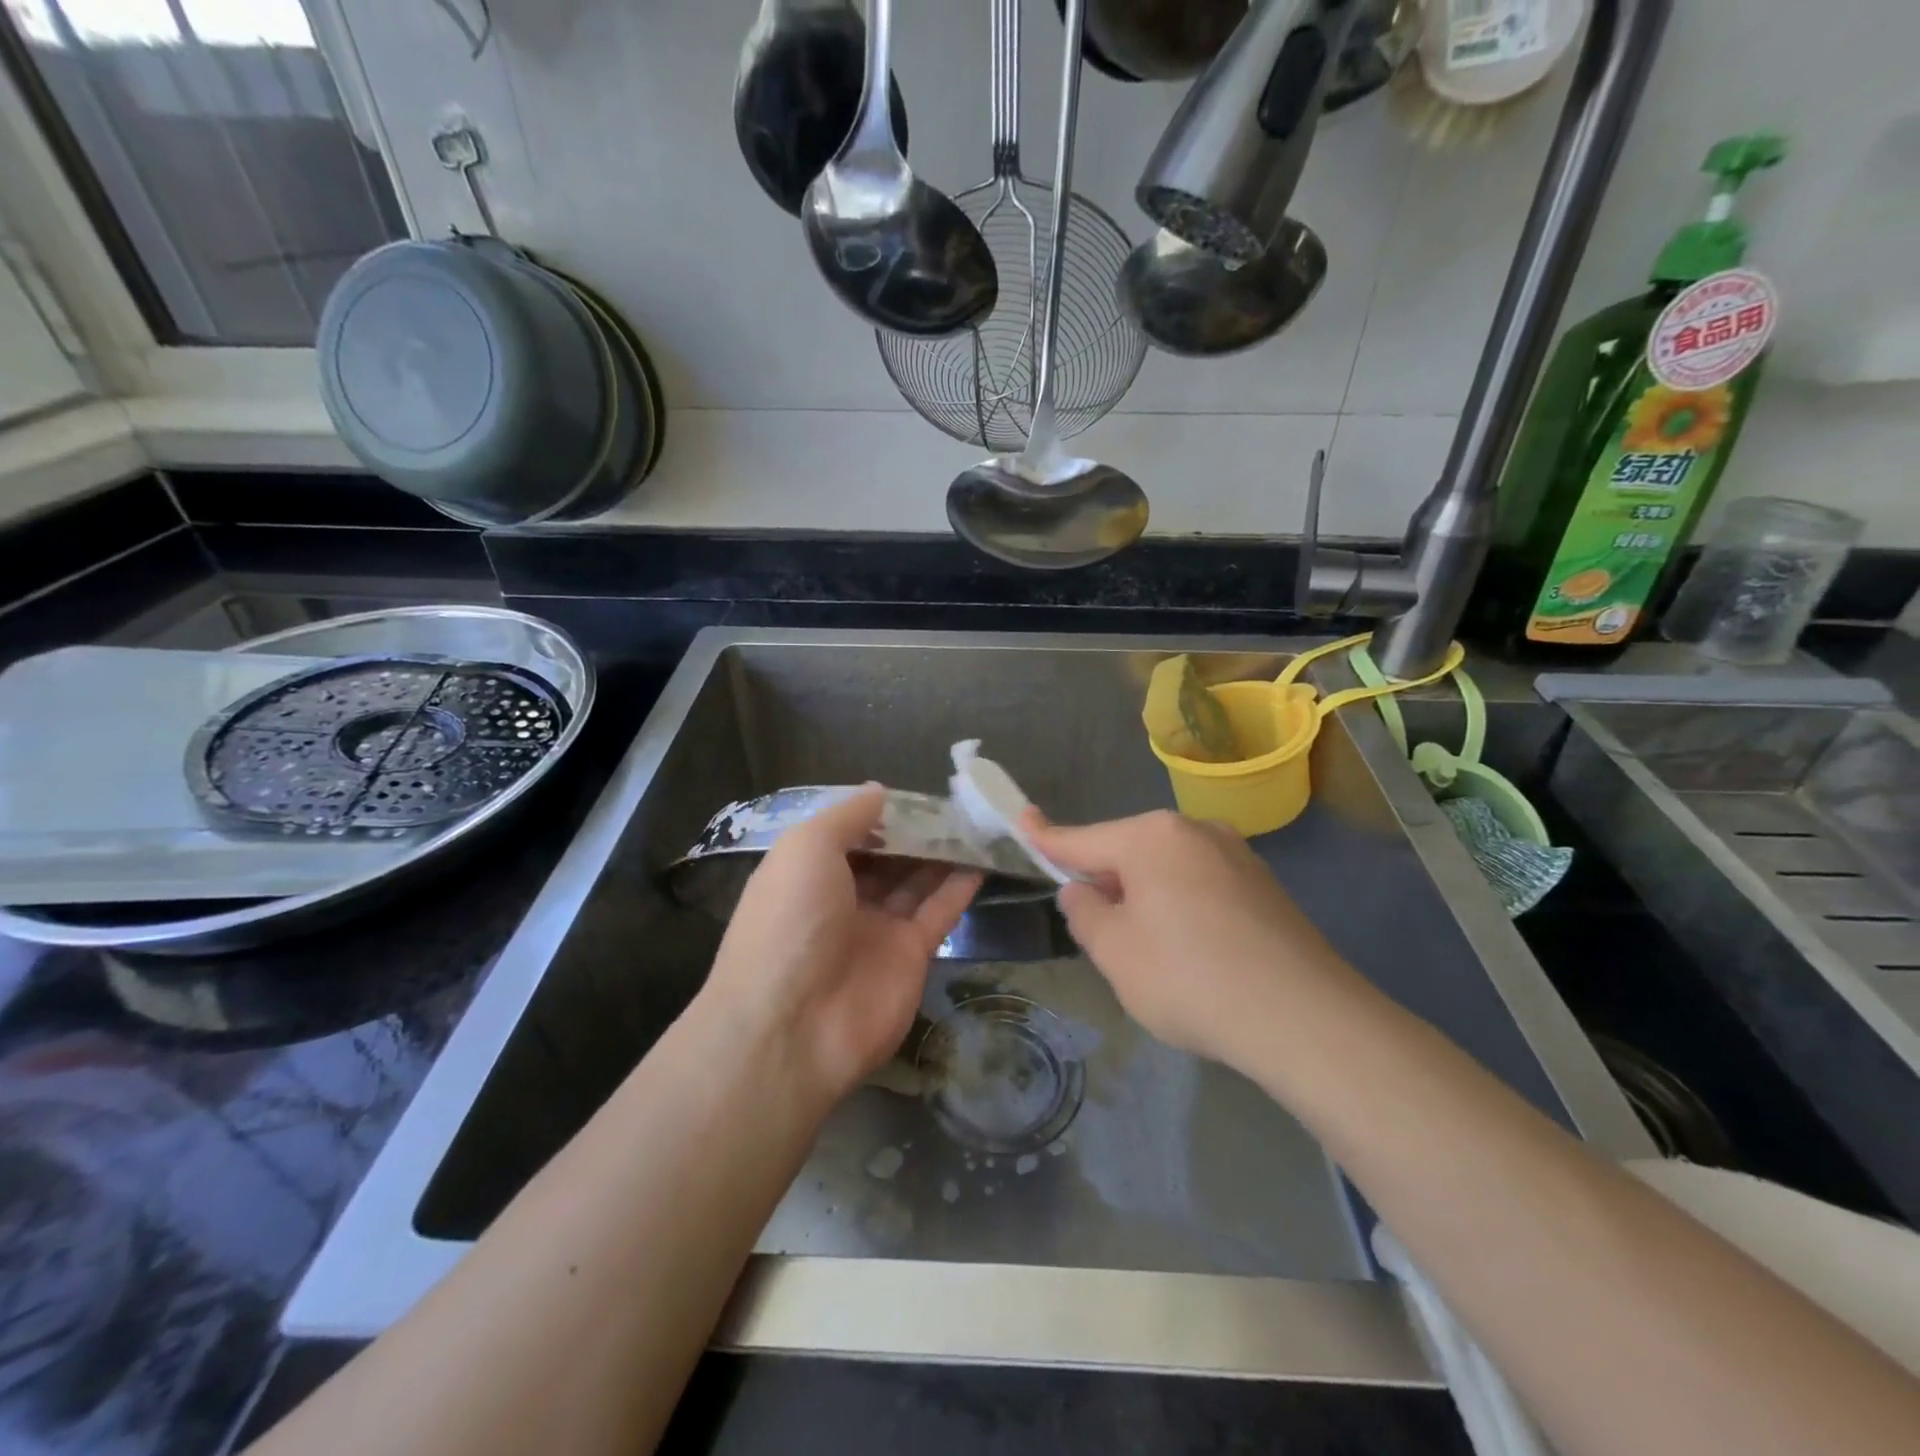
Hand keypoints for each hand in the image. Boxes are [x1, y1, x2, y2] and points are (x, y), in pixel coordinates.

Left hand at [702, 786, 980, 1102]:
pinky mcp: (910, 955)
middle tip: (956, 805)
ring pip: (914, 882)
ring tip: (976, 824)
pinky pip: (938, 912)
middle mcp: (840, 899)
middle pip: (885, 858)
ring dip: (942, 854)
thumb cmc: (791, 921)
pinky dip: (959, 887)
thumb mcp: (806, 847)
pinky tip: (982, 860)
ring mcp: (876, 929)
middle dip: (915, 833)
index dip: (878, 815)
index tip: (914, 794)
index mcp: (807, 873)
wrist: (794, 1026)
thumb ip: (847, 816)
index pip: (847, 835)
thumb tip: (878, 791)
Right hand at [1025, 809, 1355, 1070]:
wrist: (1303, 1018)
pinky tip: (1194, 955)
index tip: (1021, 819)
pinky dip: (1183, 909)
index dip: (1045, 836)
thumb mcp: (1115, 952)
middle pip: (1129, 852)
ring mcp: (1236, 855)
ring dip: (1146, 899)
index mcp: (1151, 837)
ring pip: (1167, 871)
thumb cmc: (1189, 977)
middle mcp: (1195, 831)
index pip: (1083, 838)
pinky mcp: (1265, 886)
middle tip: (1100, 934)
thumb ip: (1086, 913)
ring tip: (1153, 955)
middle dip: (1107, 883)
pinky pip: (1202, 887)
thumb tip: (1083, 891)